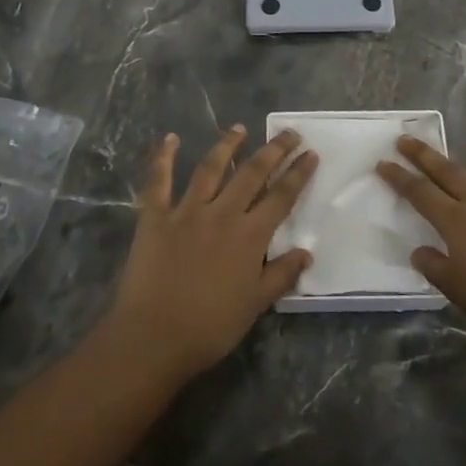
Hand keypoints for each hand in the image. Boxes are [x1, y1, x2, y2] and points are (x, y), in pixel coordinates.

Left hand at [109, 125, 316, 375]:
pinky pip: (159, 180)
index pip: (281, 197)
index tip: (311, 153)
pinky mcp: (155, 216)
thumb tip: (306, 253)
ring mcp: (186, 211)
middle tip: (289, 133)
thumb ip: (281, 275)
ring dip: (227, 145)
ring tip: (240, 128)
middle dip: (274, 150)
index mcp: (250, 236)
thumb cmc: (210, 327)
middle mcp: (222, 213)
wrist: (154, 337)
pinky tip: (170, 138)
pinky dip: (163, 157)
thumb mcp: (255, 305)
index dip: (298, 173)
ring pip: (210, 168)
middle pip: (252, 173)